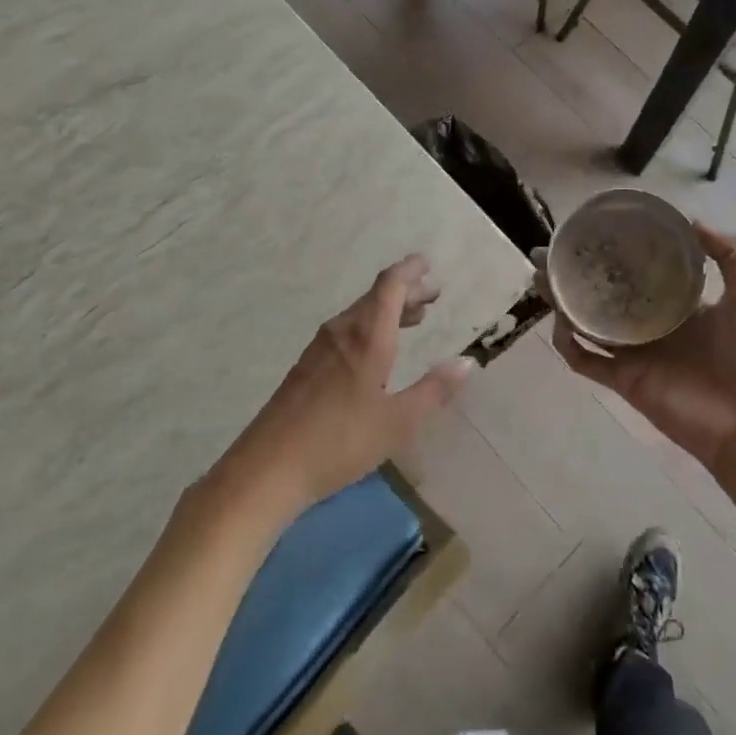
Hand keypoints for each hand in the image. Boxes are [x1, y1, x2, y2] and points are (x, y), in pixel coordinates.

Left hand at [219, 256, 473, 516]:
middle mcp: (342, 332)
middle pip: (376, 296)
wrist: (267, 469)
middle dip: (406, 291)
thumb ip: (434, 391)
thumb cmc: (339, 442)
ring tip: (413, 319)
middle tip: (432, 295)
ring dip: (388, 310)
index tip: (427, 264)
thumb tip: (468, 362)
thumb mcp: (398, 422)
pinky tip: (376, 351)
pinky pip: (346, 331)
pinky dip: (370, 327)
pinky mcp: (306, 367)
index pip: (390, 286)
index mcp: (367, 338)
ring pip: (359, 314)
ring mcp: (319, 349)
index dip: (410, 271)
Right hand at [541, 222, 735, 474]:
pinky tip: (559, 322)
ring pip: (585, 322)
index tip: (591, 229)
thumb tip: (692, 219)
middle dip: (574, 272)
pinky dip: (568, 343)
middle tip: (548, 251)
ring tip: (541, 278)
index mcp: (675, 302)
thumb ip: (730, 253)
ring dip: (562, 301)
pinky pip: (585, 360)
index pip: (636, 270)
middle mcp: (648, 322)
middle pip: (601, 292)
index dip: (614, 251)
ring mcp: (633, 352)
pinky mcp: (623, 378)